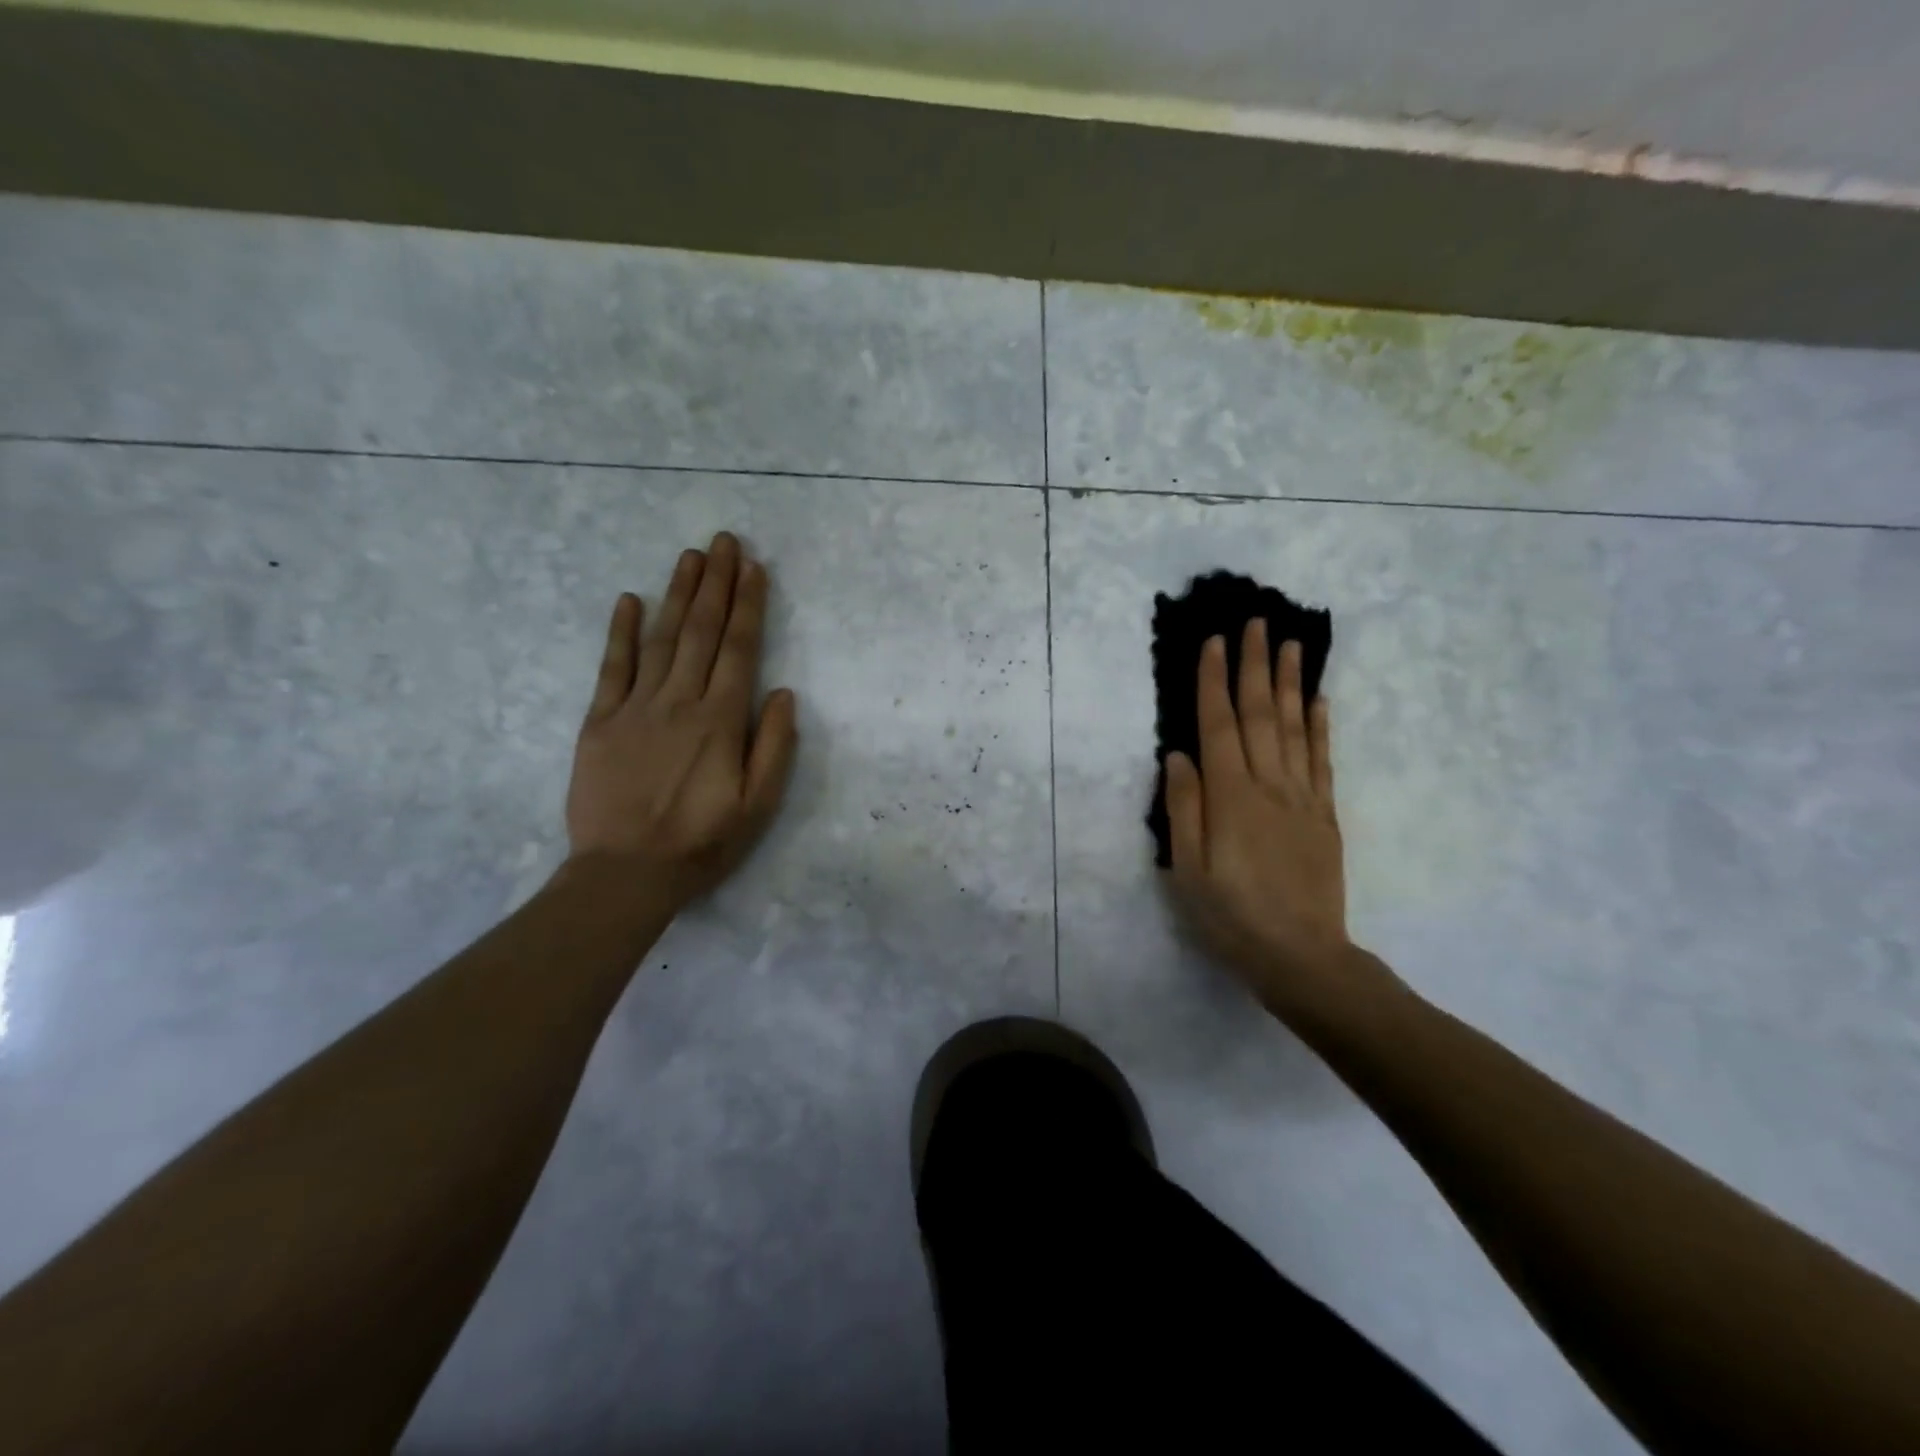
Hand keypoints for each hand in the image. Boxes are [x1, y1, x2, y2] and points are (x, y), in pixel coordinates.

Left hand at [564, 532, 797, 907]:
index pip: (740, 650)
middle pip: (702, 632)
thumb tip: (783, 693)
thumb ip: (774, 746)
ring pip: (662, 638)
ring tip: (691, 557)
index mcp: (720, 721)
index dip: (748, 605)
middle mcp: (680, 702)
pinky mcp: (600, 721)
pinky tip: (629, 600)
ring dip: (678, 594)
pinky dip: (621, 632)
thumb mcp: (758, 805)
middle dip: (716, 583)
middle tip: (724, 541)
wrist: (626, 872)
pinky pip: (612, 667)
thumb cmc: (702, 841)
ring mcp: (635, 707)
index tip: (754, 568)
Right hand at [1163, 622, 1392, 1023]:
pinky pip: (1322, 760)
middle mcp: (1269, 787)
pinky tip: (1319, 699)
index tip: (1214, 642)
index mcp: (1230, 799)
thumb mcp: (1188, 871)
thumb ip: (1184, 808)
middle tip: (1255, 621)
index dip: (1214, 682)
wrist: (1301, 957)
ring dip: (1291, 682)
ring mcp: (1302, 799)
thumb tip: (1178, 755)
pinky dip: (1321, 725)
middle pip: (1261, 715)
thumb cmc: (1230, 917)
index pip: (1219, 727)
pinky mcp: (1324, 815)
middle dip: (1254, 665)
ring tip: (1290, 643)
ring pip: (1296, 728)